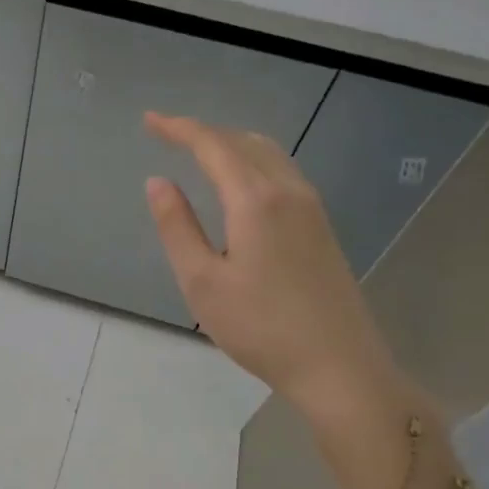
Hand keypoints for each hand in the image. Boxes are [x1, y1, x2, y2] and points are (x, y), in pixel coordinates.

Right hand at [143, 113, 404, 423]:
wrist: (340, 367)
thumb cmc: (261, 328)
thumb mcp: (202, 282)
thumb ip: (177, 227)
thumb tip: (158, 182)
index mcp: (255, 200)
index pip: (212, 146)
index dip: (178, 129)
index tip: (149, 121)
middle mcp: (288, 192)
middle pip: (243, 142)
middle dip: (204, 132)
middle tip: (168, 134)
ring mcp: (312, 208)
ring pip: (269, 153)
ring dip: (231, 143)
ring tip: (199, 151)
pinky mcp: (322, 227)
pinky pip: (283, 172)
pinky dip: (253, 160)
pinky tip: (240, 182)